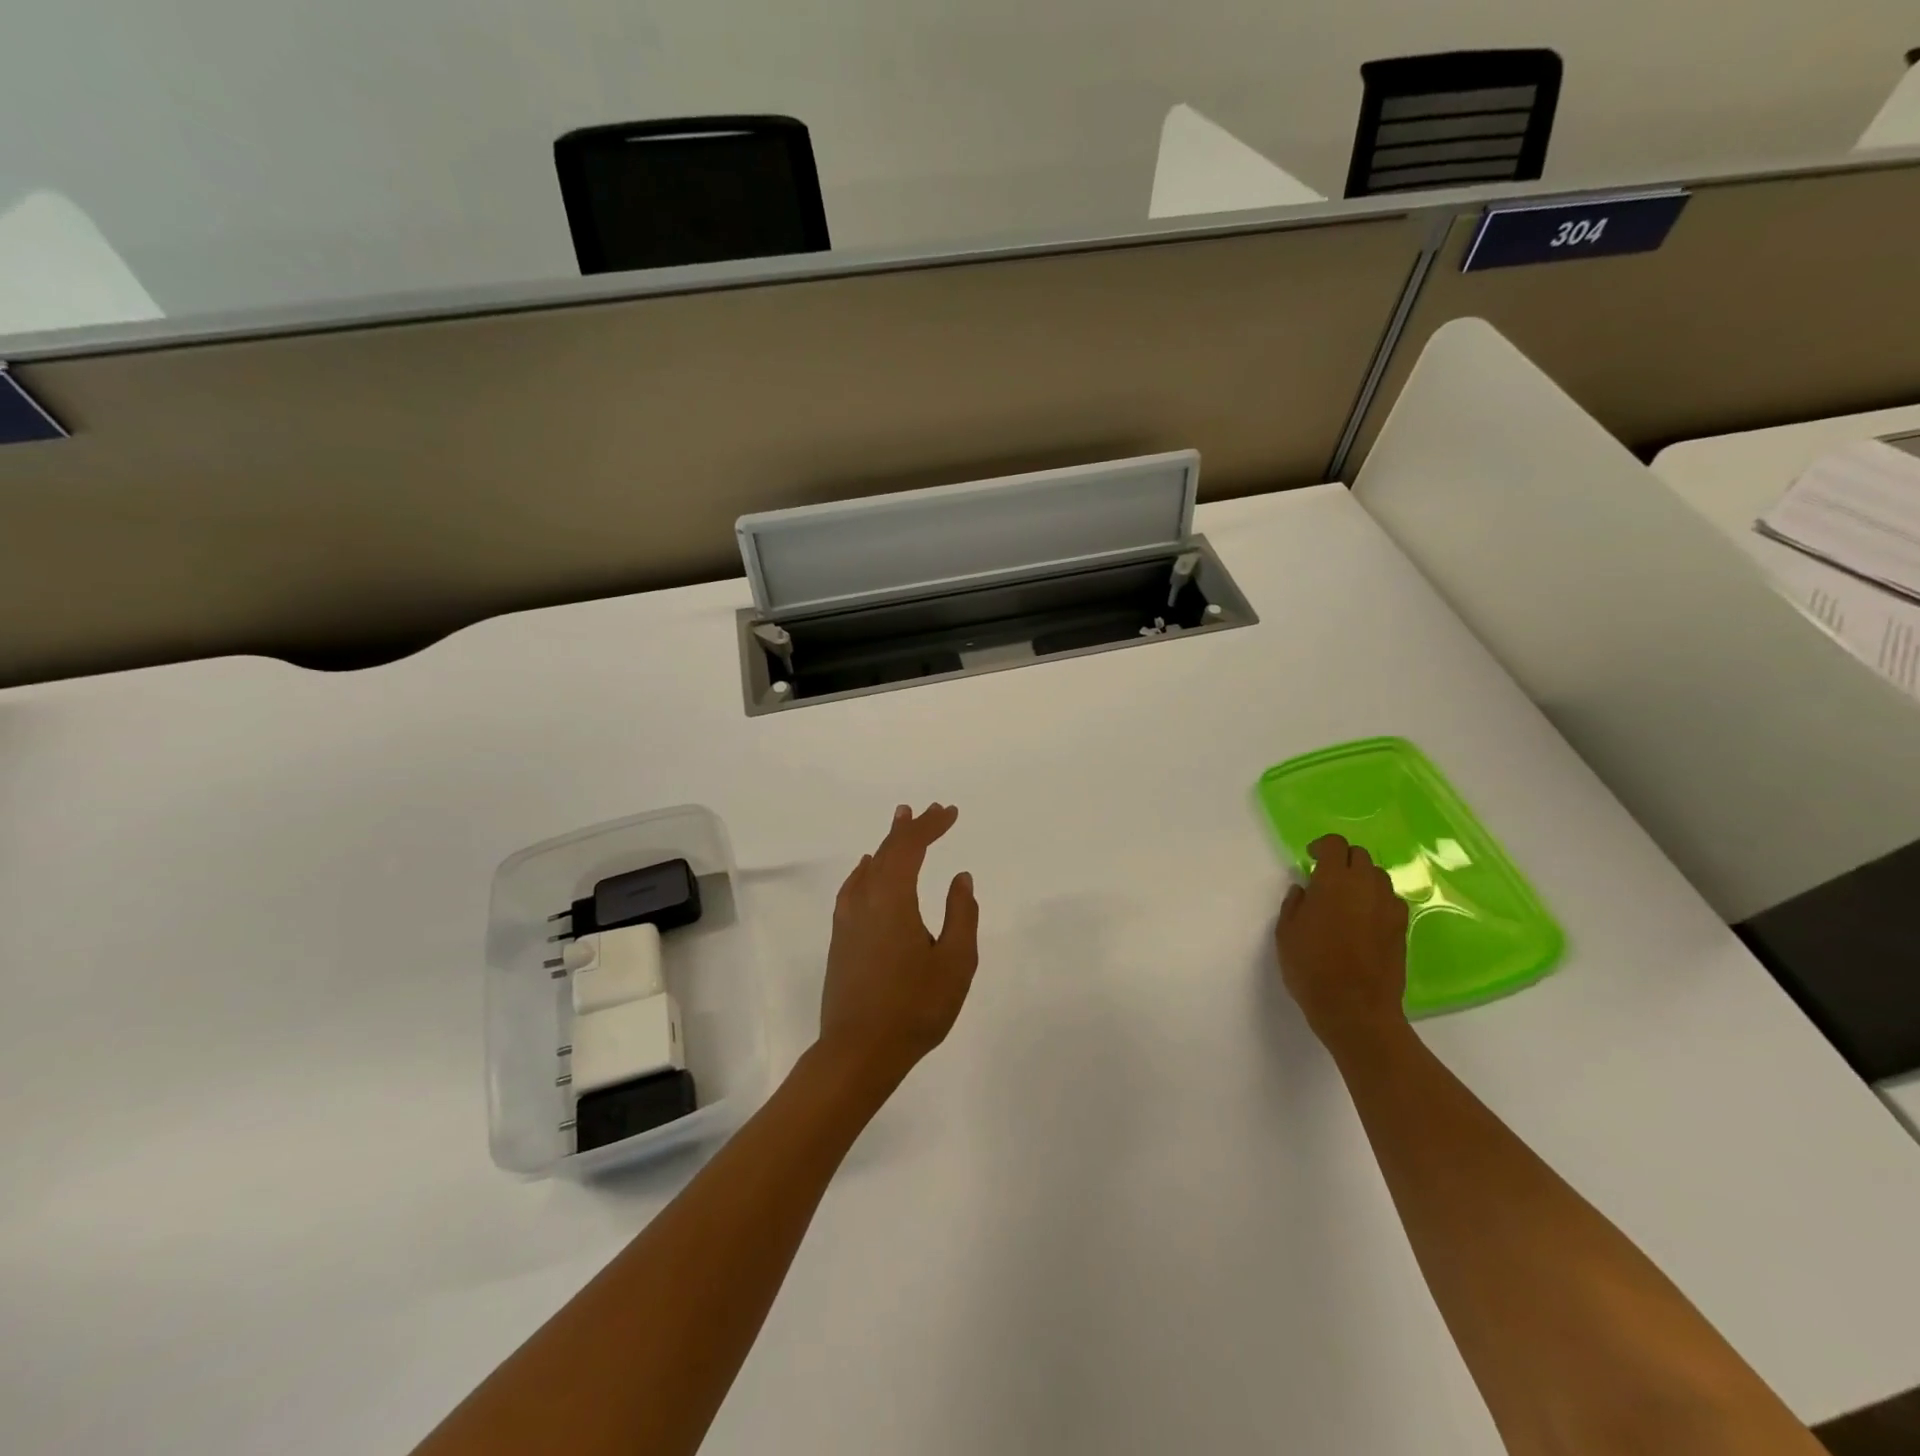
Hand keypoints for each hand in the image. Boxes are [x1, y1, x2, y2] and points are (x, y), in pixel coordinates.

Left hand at [817, 803, 979, 1087]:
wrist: (858, 1052)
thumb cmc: (914, 1008)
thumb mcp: (955, 962)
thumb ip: (961, 914)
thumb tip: (960, 878)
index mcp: (892, 898)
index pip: (910, 847)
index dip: (931, 826)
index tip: (951, 812)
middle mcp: (864, 899)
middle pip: (887, 851)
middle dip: (911, 828)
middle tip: (931, 810)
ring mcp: (847, 919)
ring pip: (868, 867)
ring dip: (889, 844)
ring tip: (902, 824)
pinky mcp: (840, 938)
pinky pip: (855, 886)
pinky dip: (869, 868)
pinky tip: (870, 871)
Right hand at [1275, 834, 1409, 1049]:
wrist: (1355, 1008)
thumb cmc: (1311, 967)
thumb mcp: (1287, 932)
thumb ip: (1295, 904)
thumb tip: (1305, 889)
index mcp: (1334, 882)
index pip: (1335, 845)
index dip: (1322, 846)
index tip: (1310, 858)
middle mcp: (1366, 887)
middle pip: (1360, 856)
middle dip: (1342, 860)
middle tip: (1326, 878)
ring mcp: (1388, 907)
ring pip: (1378, 876)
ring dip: (1361, 878)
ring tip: (1346, 898)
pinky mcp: (1401, 928)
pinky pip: (1390, 900)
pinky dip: (1376, 900)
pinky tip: (1363, 919)